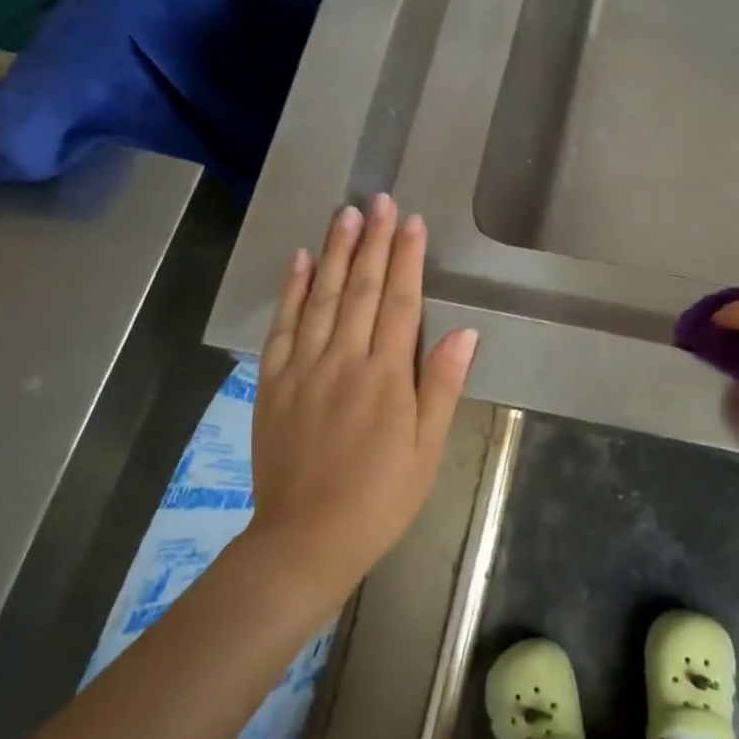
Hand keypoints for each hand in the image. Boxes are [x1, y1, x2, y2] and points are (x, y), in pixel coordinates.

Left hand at [249, 195, 476, 602]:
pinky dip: (290, 291)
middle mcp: (343, 361)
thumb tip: (465, 333)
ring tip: (344, 214)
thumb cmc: (381, 498)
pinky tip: (298, 262)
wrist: (306, 539)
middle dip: (372, 241)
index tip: (410, 221)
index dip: (406, 259)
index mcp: (386, 377)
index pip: (399, 302)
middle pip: (359, 289)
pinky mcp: (273, 383)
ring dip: (333, 253)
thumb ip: (442, 386)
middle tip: (378, 200)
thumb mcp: (427, 449)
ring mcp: (303, 369)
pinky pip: (282, 327)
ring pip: (320, 298)